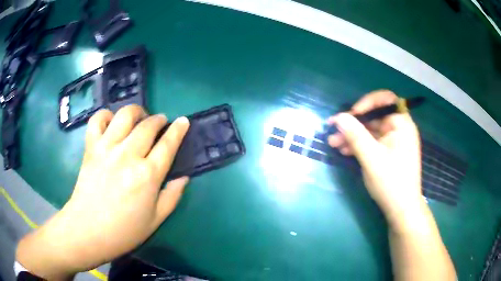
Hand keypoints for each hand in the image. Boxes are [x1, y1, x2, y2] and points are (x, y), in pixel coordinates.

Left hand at [16, 105, 189, 278]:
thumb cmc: (124, 230)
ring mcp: (107, 148)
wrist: (88, 230)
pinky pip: (97, 120)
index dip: (178, 130)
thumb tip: (184, 178)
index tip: (183, 120)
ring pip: (125, 115)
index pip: (168, 145)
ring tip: (138, 118)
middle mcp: (128, 155)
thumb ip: (172, 197)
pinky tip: (111, 122)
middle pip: (148, 125)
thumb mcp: (155, 220)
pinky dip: (106, 115)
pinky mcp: (91, 147)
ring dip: (136, 111)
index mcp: (147, 176)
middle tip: (160, 122)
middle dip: (158, 119)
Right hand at [327, 90, 421, 224]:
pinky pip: (372, 142)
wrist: (401, 210)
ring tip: (333, 143)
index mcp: (402, 124)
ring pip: (371, 131)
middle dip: (353, 123)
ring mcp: (394, 141)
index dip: (367, 102)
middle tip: (333, 129)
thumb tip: (338, 117)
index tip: (351, 114)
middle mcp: (399, 129)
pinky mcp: (388, 152)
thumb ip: (355, 135)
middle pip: (374, 116)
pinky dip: (359, 145)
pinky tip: (344, 151)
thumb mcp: (371, 157)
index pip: (385, 100)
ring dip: (352, 135)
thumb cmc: (391, 182)